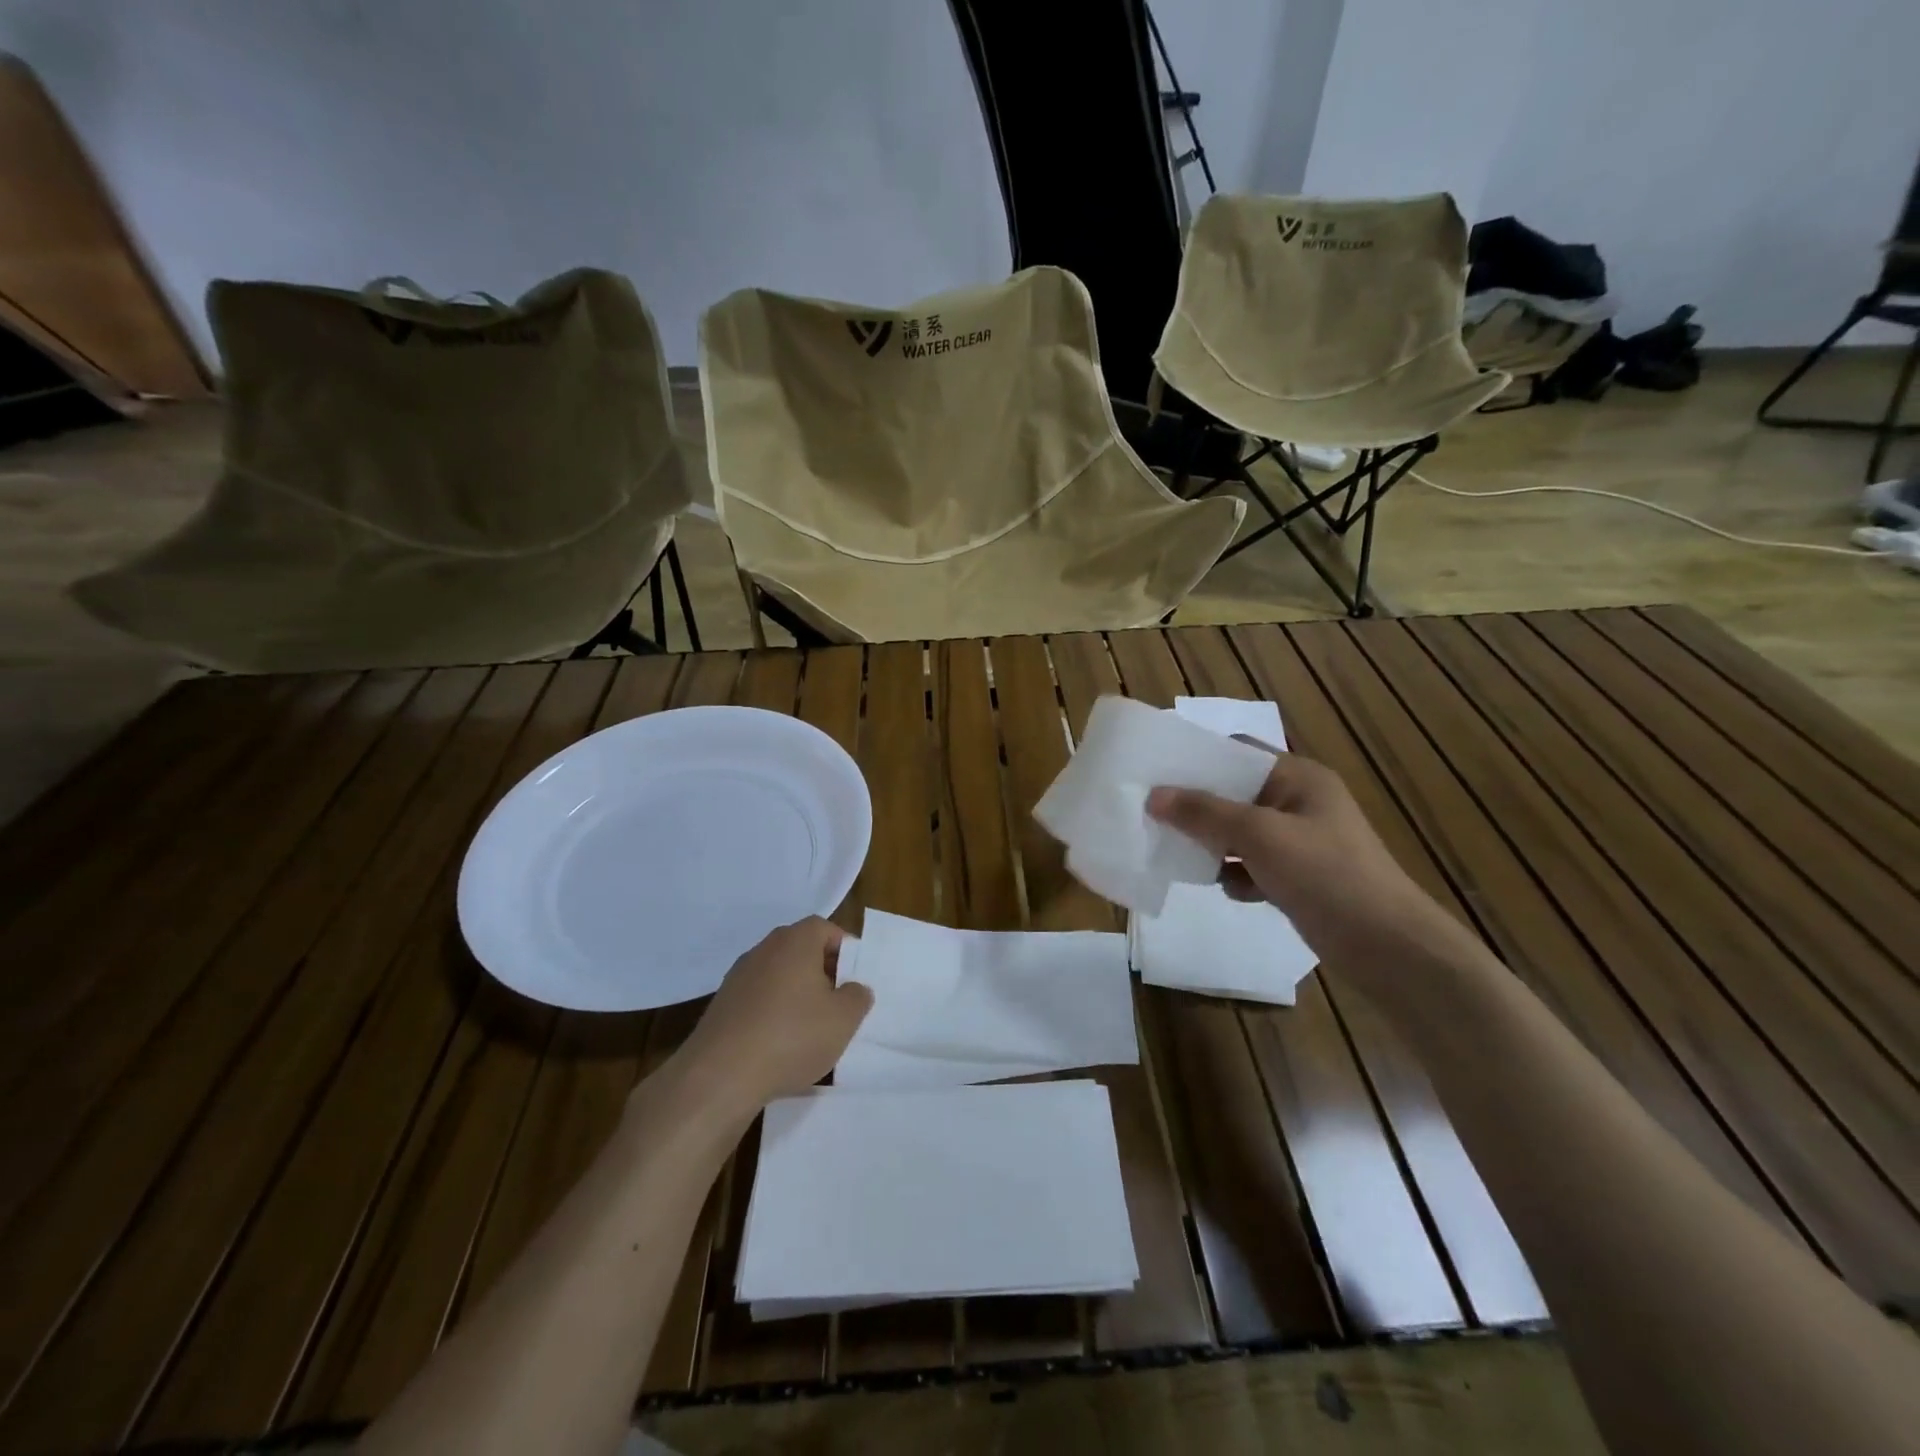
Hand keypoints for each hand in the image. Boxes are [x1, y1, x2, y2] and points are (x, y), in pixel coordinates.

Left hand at [668, 917, 873, 1118]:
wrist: (719, 1076)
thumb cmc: (791, 1036)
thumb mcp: (843, 1019)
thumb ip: (858, 997)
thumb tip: (853, 988)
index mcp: (795, 941)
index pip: (825, 928)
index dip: (844, 950)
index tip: (854, 979)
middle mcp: (764, 949)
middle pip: (801, 950)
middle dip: (822, 973)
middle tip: (838, 1004)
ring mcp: (738, 977)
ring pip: (778, 976)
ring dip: (796, 995)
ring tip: (811, 1029)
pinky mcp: (721, 1005)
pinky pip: (758, 999)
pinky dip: (772, 1013)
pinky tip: (780, 1045)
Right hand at [1146, 752, 1481, 988]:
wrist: (1386, 946)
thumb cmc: (1325, 875)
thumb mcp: (1259, 836)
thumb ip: (1205, 813)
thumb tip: (1154, 796)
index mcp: (1298, 778)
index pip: (1239, 752)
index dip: (1198, 759)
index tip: (1156, 774)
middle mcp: (1299, 802)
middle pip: (1234, 793)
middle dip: (1198, 807)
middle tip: (1154, 816)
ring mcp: (1300, 841)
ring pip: (1240, 832)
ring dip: (1213, 844)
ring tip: (1182, 855)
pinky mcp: (1299, 876)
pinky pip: (1253, 864)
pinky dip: (1238, 875)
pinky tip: (1232, 890)